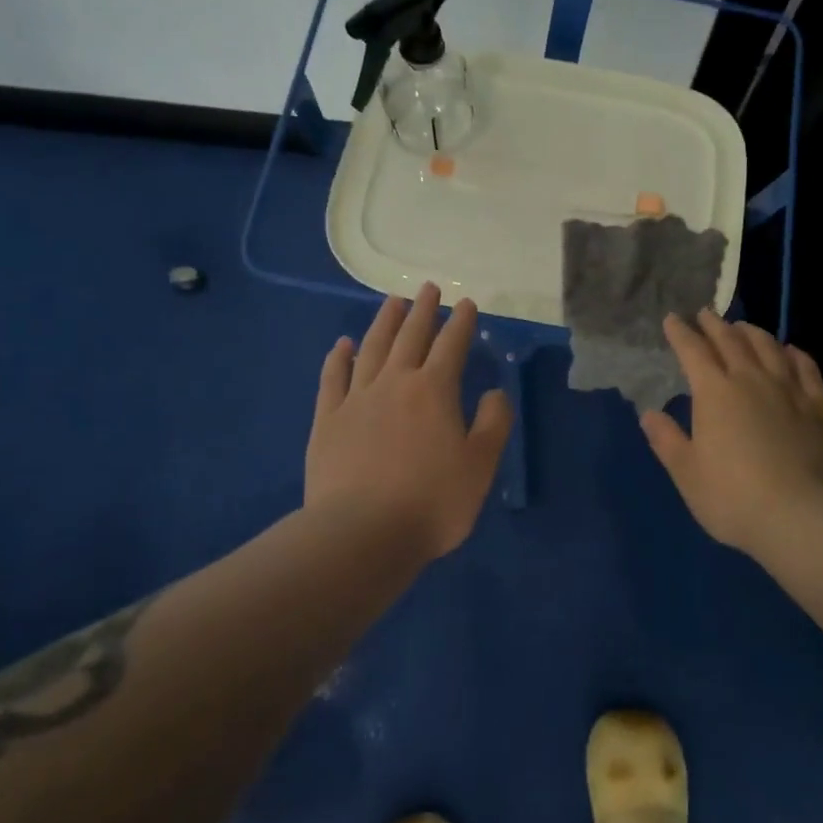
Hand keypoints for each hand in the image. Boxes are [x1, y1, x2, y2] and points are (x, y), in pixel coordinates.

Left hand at [305, 284, 512, 559]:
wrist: (361, 534)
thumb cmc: (431, 502)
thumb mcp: (481, 465)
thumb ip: (493, 423)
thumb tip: (494, 392)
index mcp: (434, 391)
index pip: (451, 345)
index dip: (461, 322)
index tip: (466, 302)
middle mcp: (394, 383)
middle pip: (410, 336)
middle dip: (422, 310)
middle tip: (428, 288)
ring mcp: (356, 399)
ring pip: (372, 348)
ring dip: (384, 322)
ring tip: (392, 301)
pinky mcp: (327, 420)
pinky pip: (333, 379)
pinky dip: (339, 358)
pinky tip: (343, 345)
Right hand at [641, 311, 822, 553]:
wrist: (802, 516)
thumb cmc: (733, 498)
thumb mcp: (688, 474)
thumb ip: (667, 440)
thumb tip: (649, 413)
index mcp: (714, 393)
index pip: (693, 352)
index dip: (681, 333)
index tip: (672, 319)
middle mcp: (751, 380)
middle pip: (731, 341)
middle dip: (714, 325)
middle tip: (705, 314)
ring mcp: (789, 390)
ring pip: (768, 348)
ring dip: (752, 332)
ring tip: (742, 327)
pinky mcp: (819, 406)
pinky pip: (806, 368)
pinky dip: (794, 353)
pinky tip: (790, 351)